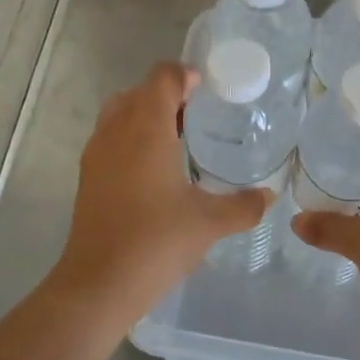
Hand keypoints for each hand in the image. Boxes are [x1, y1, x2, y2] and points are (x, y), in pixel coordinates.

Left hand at [50, 61, 272, 324]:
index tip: (209, 89)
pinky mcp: (88, 177)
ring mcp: (97, 154)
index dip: (186, 75)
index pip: (162, 77)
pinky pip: (110, 138)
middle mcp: (116, 131)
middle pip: (139, 91)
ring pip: (119, 113)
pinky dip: (131, 138)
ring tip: (179, 140)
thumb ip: (244, 205)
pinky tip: (156, 171)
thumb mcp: (209, 222)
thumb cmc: (156, 242)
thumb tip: (271, 196)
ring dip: (146, 116)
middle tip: (199, 115)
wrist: (99, 285)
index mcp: (146, 128)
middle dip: (167, 95)